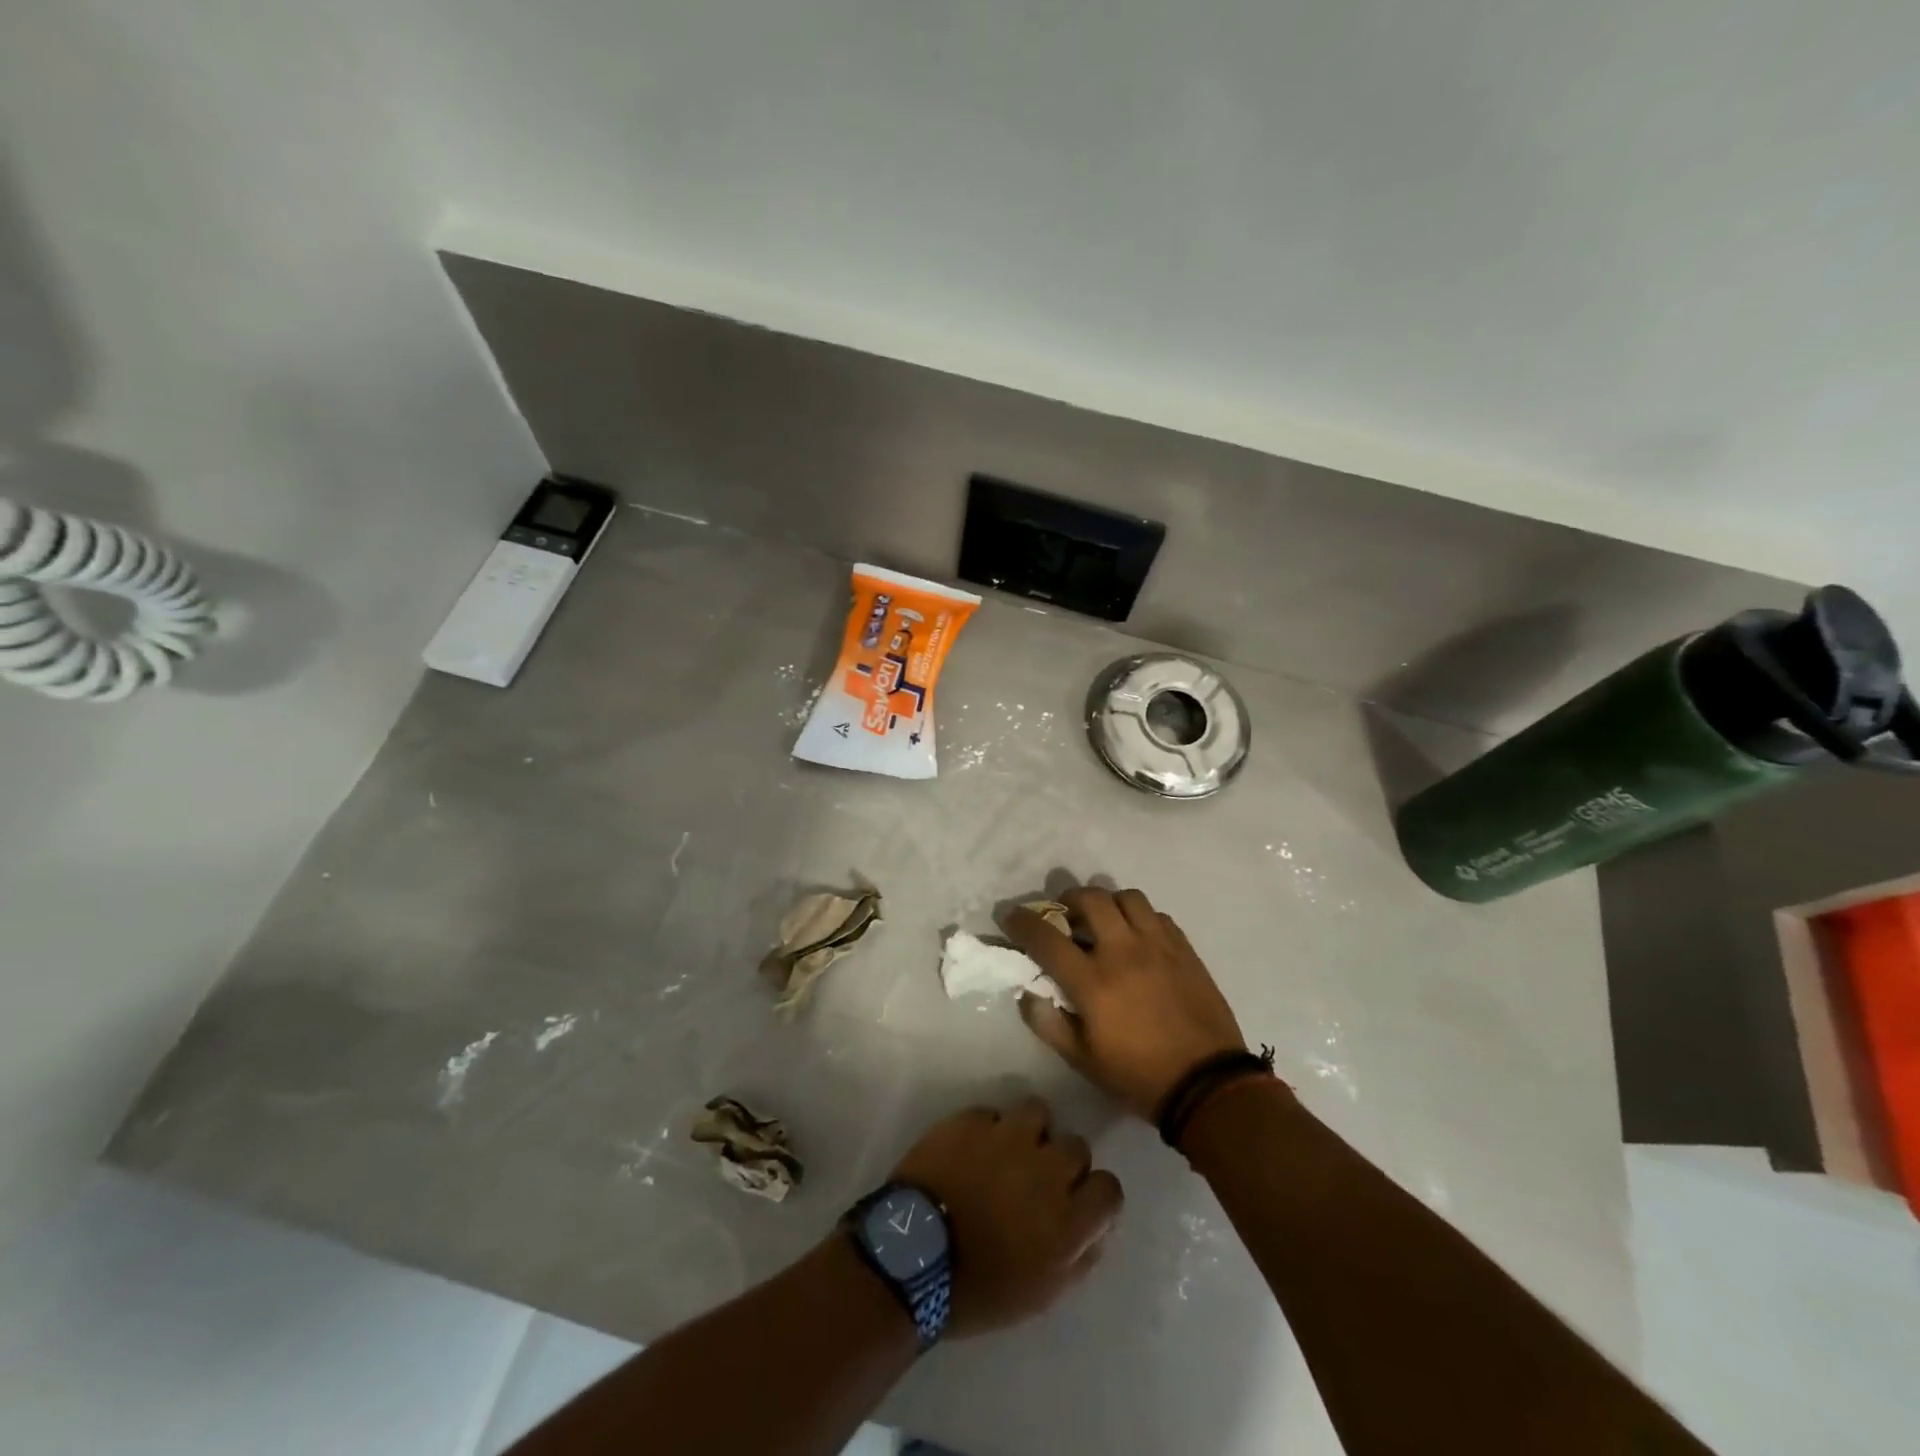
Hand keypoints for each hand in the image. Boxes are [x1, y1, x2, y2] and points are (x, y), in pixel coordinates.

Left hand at [890, 1097, 1122, 1338]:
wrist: (912, 1256)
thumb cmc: (978, 1289)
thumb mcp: (1041, 1294)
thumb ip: (1079, 1258)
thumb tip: (1097, 1229)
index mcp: (1068, 1219)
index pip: (1109, 1188)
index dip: (1095, 1196)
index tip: (1076, 1204)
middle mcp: (1047, 1169)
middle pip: (1077, 1146)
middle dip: (1062, 1162)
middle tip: (1038, 1181)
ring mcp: (1008, 1137)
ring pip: (1039, 1113)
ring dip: (1030, 1132)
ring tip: (1008, 1152)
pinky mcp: (973, 1119)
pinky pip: (993, 1114)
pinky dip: (988, 1129)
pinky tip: (971, 1150)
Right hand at [1004, 886, 1247, 1119]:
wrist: (1208, 1085)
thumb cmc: (1138, 1076)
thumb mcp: (1083, 1061)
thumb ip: (1049, 1024)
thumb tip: (1027, 993)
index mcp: (1093, 981)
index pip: (1047, 938)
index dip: (1022, 921)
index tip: (1010, 914)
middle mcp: (1123, 952)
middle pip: (1090, 899)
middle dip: (1068, 899)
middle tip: (1063, 913)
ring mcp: (1158, 945)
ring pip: (1127, 897)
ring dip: (1108, 902)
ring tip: (1104, 920)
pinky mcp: (1184, 949)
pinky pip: (1157, 915)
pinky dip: (1140, 918)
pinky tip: (1138, 938)